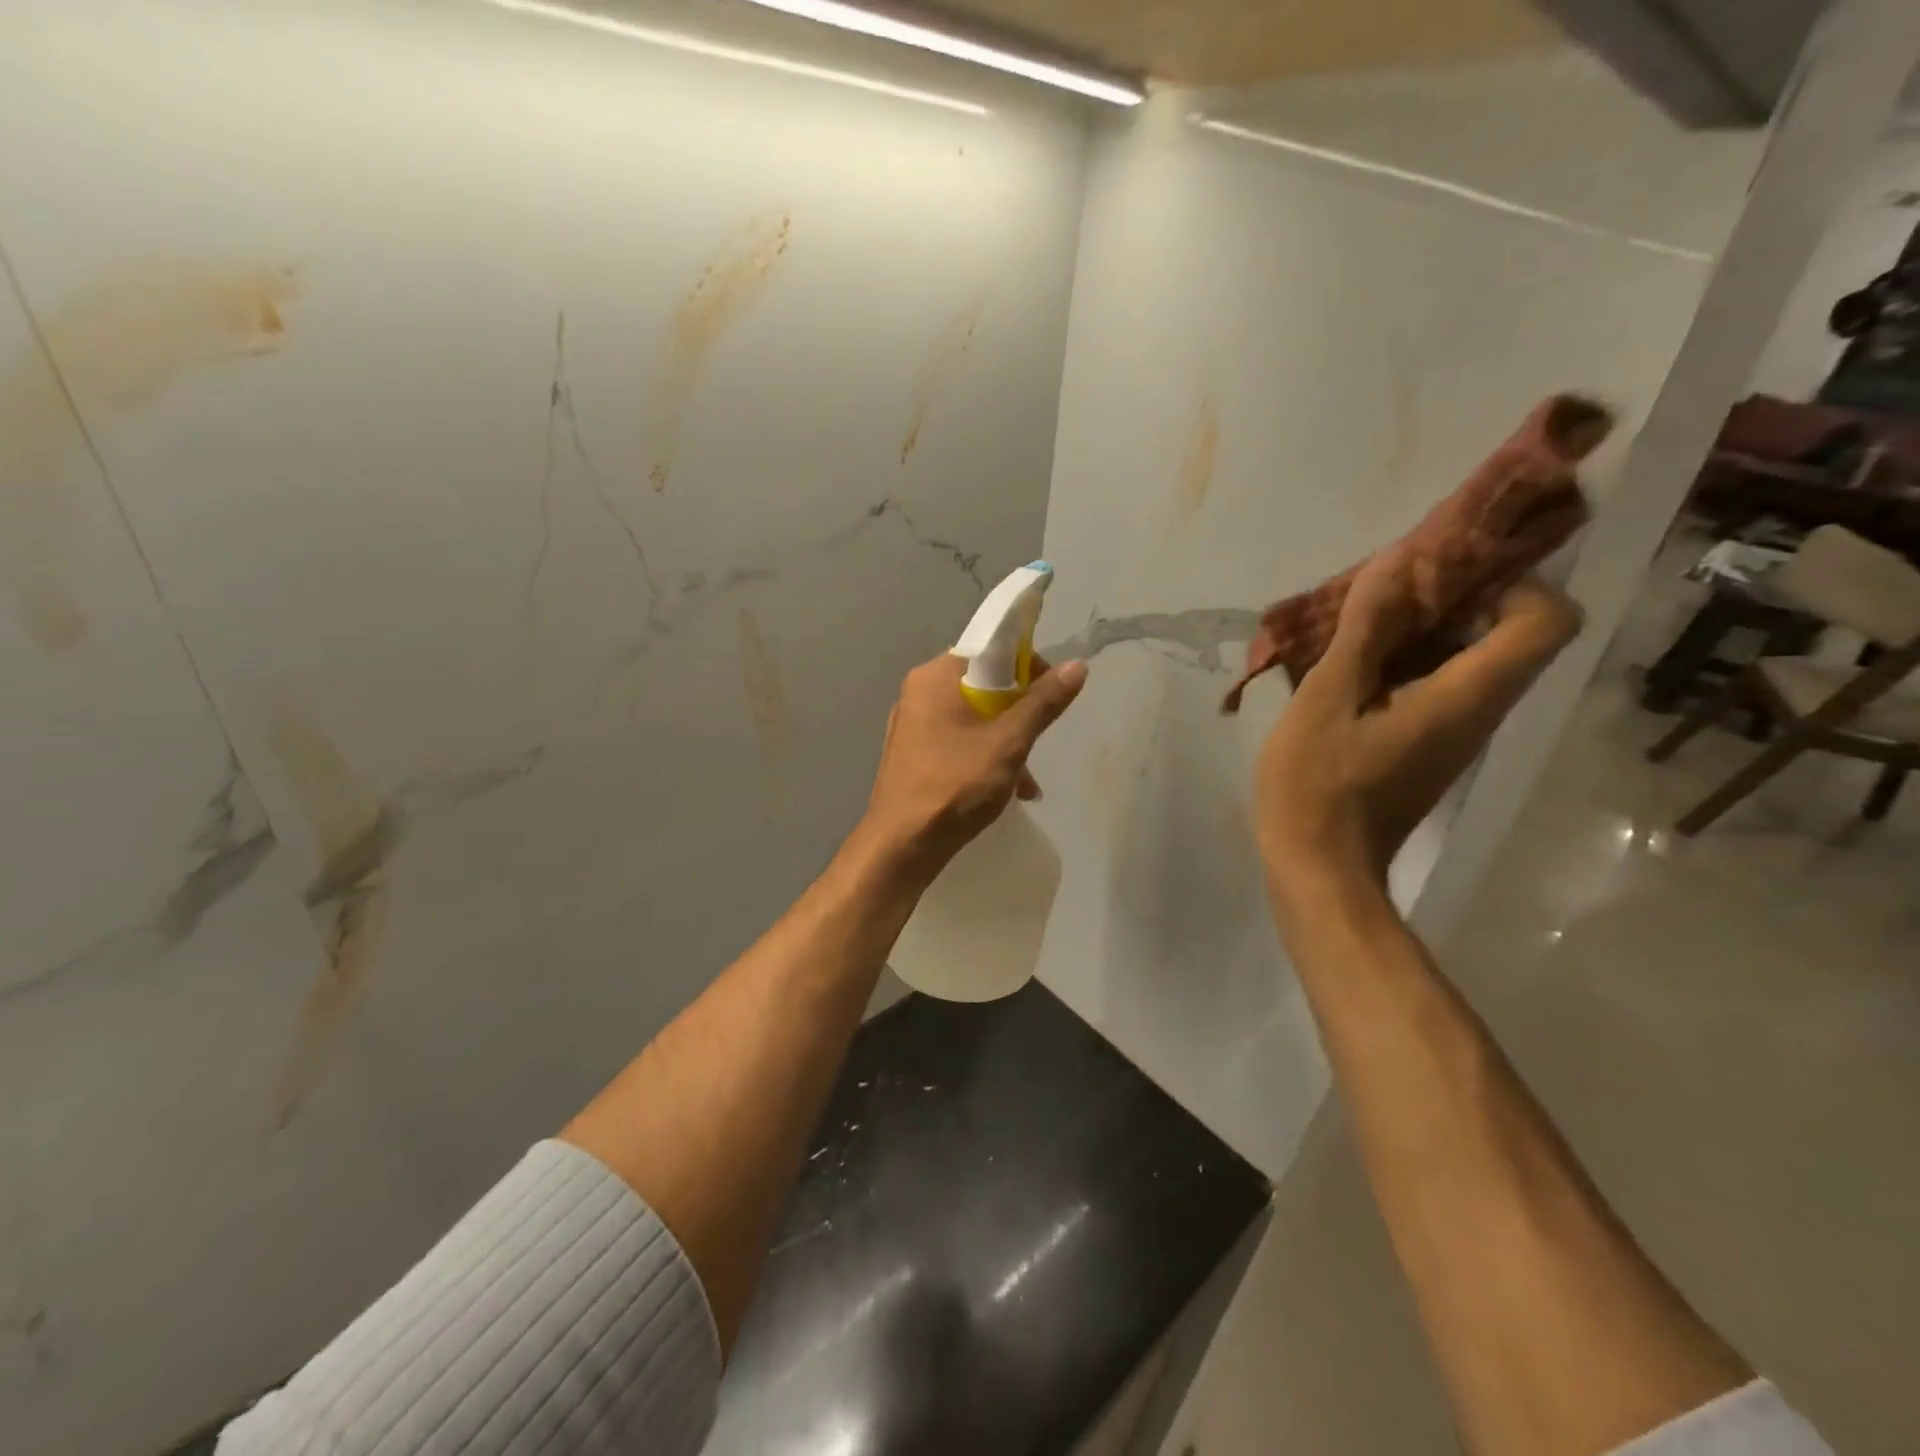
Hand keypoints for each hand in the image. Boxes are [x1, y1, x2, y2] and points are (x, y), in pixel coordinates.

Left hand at [860, 650, 1087, 885]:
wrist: (900, 846)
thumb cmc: (955, 786)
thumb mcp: (1008, 743)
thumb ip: (1042, 703)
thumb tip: (1077, 666)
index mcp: (935, 677)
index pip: (990, 650)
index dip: (1027, 667)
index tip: (1050, 696)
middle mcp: (919, 692)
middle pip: (983, 685)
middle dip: (1018, 713)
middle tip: (1038, 740)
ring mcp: (913, 724)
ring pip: (972, 718)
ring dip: (1006, 741)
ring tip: (1028, 781)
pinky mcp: (913, 754)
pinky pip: (957, 741)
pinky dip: (983, 756)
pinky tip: (1007, 790)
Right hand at [1255, 550, 1579, 905]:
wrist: (1318, 869)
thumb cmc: (1318, 786)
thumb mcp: (1326, 699)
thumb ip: (1364, 631)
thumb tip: (1398, 561)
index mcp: (1467, 697)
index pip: (1548, 619)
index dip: (1511, 582)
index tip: (1443, 575)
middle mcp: (1480, 713)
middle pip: (1507, 634)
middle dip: (1455, 597)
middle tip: (1386, 588)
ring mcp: (1454, 735)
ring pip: (1468, 660)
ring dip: (1424, 629)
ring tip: (1356, 622)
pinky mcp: (1427, 749)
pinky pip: (1437, 687)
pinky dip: (1404, 663)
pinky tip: (1347, 667)